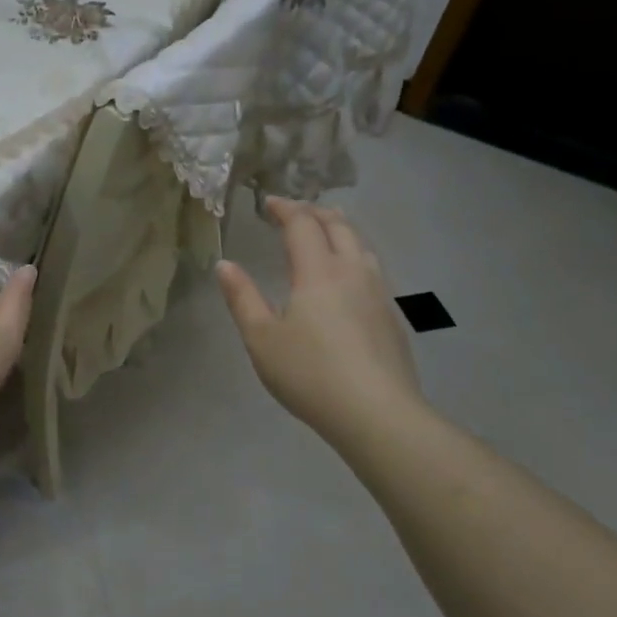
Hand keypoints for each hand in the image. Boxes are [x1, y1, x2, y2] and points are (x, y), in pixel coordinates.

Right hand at [216, 197, 422, 442]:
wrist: (376, 413)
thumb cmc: (309, 374)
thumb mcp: (261, 338)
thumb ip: (242, 298)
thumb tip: (225, 265)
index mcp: (318, 272)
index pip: (302, 225)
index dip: (284, 208)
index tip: (268, 203)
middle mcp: (353, 271)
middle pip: (338, 226)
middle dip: (314, 212)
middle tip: (294, 212)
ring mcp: (379, 292)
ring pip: (361, 244)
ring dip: (340, 229)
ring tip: (325, 232)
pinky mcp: (391, 315)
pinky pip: (372, 267)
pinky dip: (355, 254)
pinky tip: (349, 276)